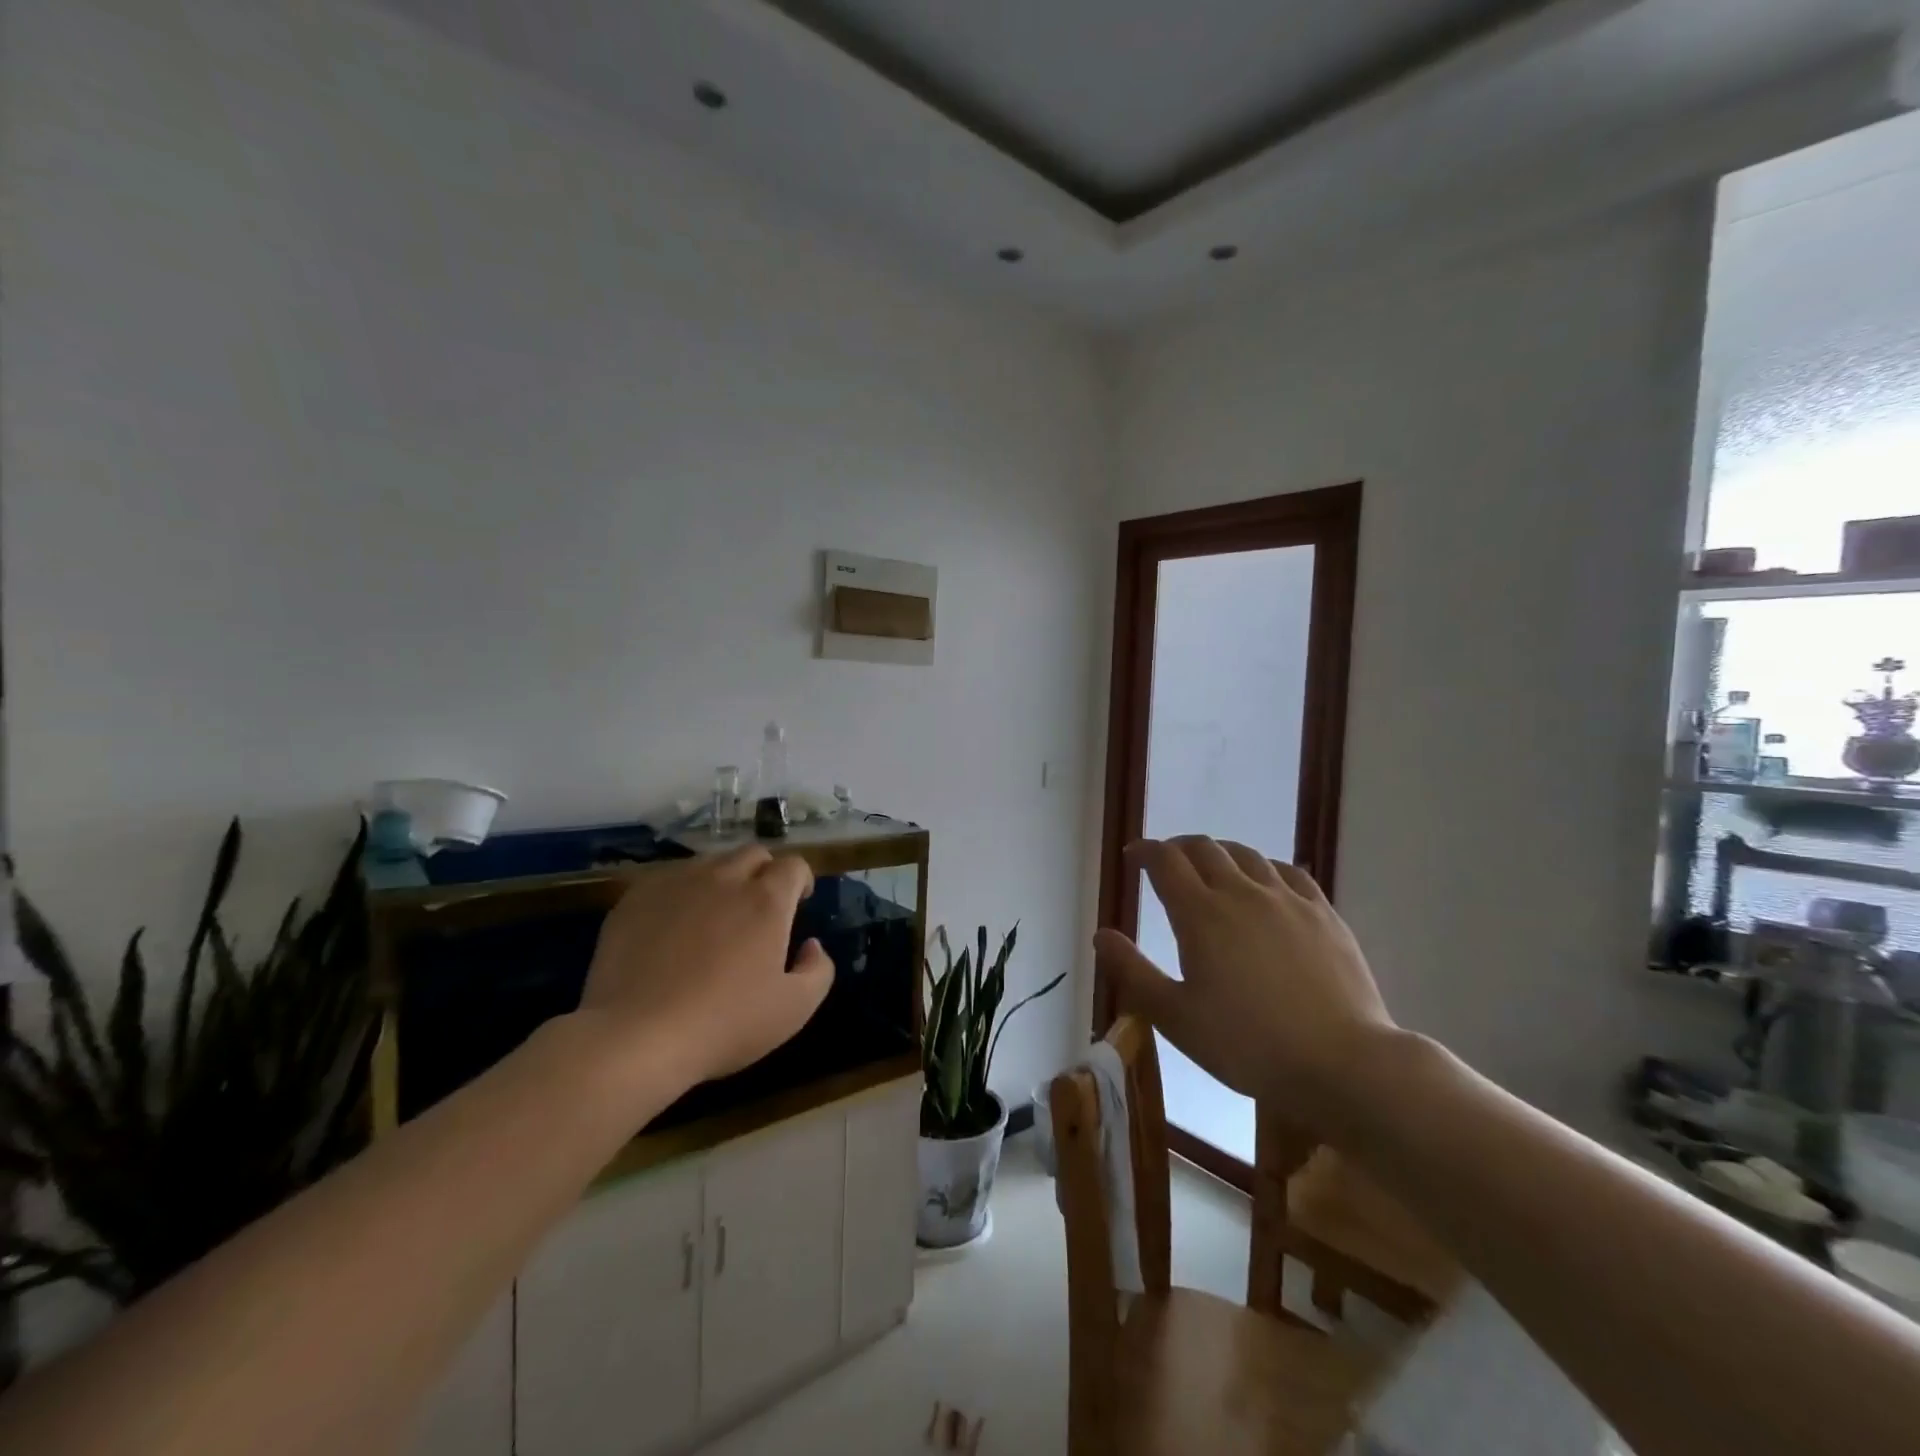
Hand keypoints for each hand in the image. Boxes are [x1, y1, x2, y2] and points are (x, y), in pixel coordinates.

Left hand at [579, 845, 833, 1093]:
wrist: (635, 1038)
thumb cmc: (724, 1024)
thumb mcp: (794, 1009)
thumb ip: (818, 970)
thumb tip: (811, 945)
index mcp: (766, 900)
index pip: (793, 865)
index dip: (800, 879)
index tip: (798, 902)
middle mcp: (724, 879)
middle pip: (753, 854)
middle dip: (764, 872)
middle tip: (759, 908)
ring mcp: (676, 884)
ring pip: (710, 864)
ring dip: (723, 880)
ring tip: (714, 917)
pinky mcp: (636, 898)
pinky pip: (668, 881)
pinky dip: (681, 895)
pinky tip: (672, 929)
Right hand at [1095, 837, 1394, 1121]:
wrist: (1341, 1062)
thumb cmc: (1247, 1044)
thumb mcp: (1176, 1017)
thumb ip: (1133, 972)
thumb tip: (1101, 934)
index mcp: (1200, 914)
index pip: (1165, 861)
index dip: (1145, 851)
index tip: (1133, 855)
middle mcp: (1241, 893)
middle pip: (1204, 849)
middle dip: (1178, 848)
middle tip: (1166, 862)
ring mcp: (1287, 899)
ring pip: (1246, 855)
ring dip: (1219, 853)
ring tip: (1211, 868)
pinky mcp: (1323, 913)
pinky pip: (1288, 871)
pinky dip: (1264, 867)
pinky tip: (1265, 881)